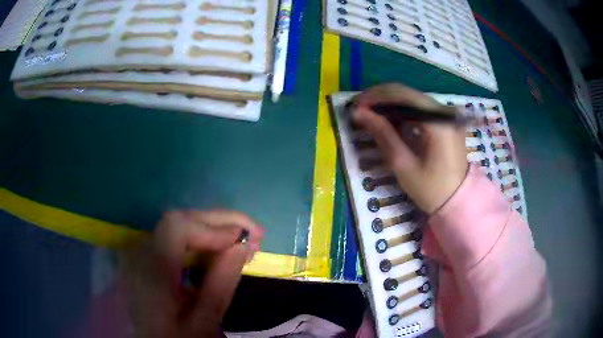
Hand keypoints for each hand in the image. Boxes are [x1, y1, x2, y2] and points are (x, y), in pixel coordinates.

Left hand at [122, 210, 263, 337]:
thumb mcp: (204, 322)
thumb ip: (221, 283)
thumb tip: (243, 245)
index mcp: (151, 272)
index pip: (177, 227)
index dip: (212, 226)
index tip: (245, 239)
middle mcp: (139, 255)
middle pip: (178, 222)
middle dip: (218, 224)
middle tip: (255, 233)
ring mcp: (139, 256)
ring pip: (177, 229)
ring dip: (211, 230)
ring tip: (243, 241)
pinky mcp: (145, 260)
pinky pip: (173, 241)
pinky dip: (199, 241)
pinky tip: (218, 250)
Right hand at [352, 83, 467, 213]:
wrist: (457, 201)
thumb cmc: (430, 189)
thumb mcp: (403, 164)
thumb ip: (382, 134)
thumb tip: (359, 112)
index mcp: (437, 121)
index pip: (403, 95)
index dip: (376, 96)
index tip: (357, 106)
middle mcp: (445, 112)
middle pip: (408, 94)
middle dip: (382, 99)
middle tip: (361, 110)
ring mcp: (447, 116)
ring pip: (413, 99)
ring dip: (391, 104)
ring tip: (371, 115)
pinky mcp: (447, 122)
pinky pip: (421, 109)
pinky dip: (403, 112)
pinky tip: (391, 120)